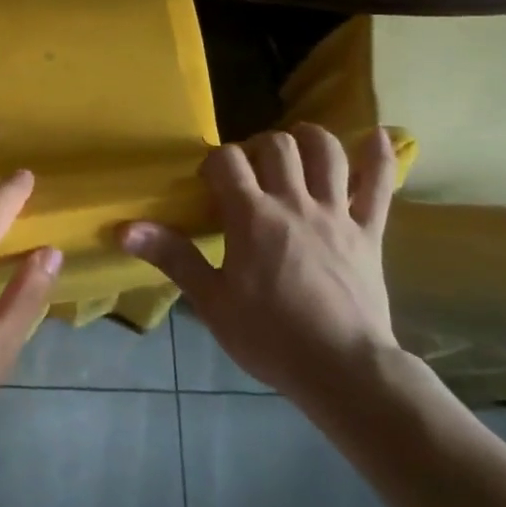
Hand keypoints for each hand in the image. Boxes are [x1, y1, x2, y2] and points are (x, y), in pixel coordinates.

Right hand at [119, 125, 399, 410]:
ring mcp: (336, 214)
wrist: (342, 370)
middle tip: (250, 170)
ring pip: (326, 153)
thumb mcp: (211, 300)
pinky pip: (380, 186)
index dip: (214, 162)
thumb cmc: (269, 336)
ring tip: (297, 145)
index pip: (227, 161)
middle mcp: (294, 202)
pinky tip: (378, 136)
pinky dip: (380, 157)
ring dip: (310, 139)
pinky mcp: (369, 232)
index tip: (208, 182)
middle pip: (277, 146)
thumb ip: (172, 256)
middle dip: (258, 146)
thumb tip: (124, 228)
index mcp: (252, 216)